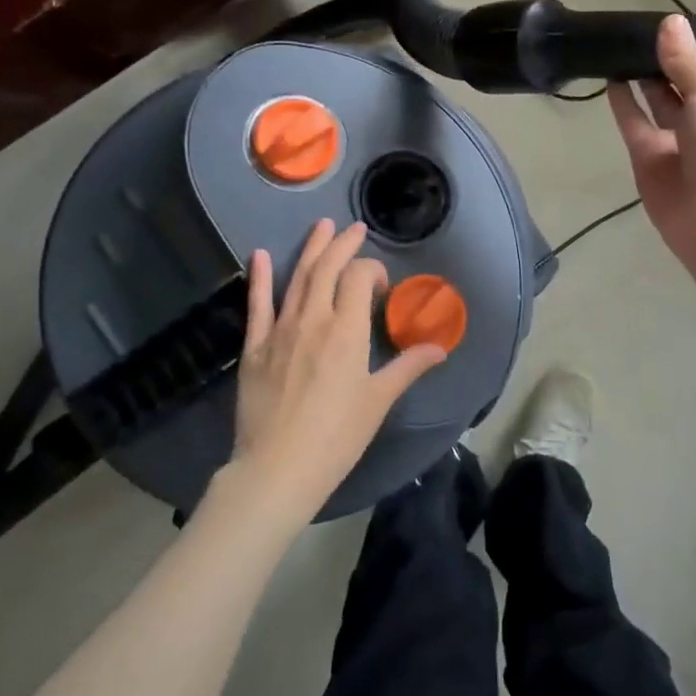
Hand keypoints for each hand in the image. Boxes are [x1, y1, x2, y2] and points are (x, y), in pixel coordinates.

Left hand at [230, 219, 445, 522]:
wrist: (278, 469)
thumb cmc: (337, 437)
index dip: (372, 270)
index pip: (359, 277)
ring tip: (321, 226)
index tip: (380, 286)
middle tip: (353, 228)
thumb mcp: (378, 401)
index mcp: (347, 330)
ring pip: (298, 278)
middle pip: (328, 268)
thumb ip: (408, 367)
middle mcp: (314, 319)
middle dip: (342, 243)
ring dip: (311, 249)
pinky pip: (257, 304)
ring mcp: (280, 330)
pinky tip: (261, 255)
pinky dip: (261, 277)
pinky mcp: (255, 347)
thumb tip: (440, 348)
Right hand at [608, 15, 695, 283]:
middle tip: (638, 32)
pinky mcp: (649, 159)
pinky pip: (634, 124)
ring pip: (657, 104)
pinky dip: (623, 104)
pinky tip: (609, 78)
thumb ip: (685, 60)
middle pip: (684, 85)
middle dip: (665, 62)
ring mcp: (678, 142)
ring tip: (620, 49)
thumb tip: (669, 22)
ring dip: (642, 80)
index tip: (674, 26)